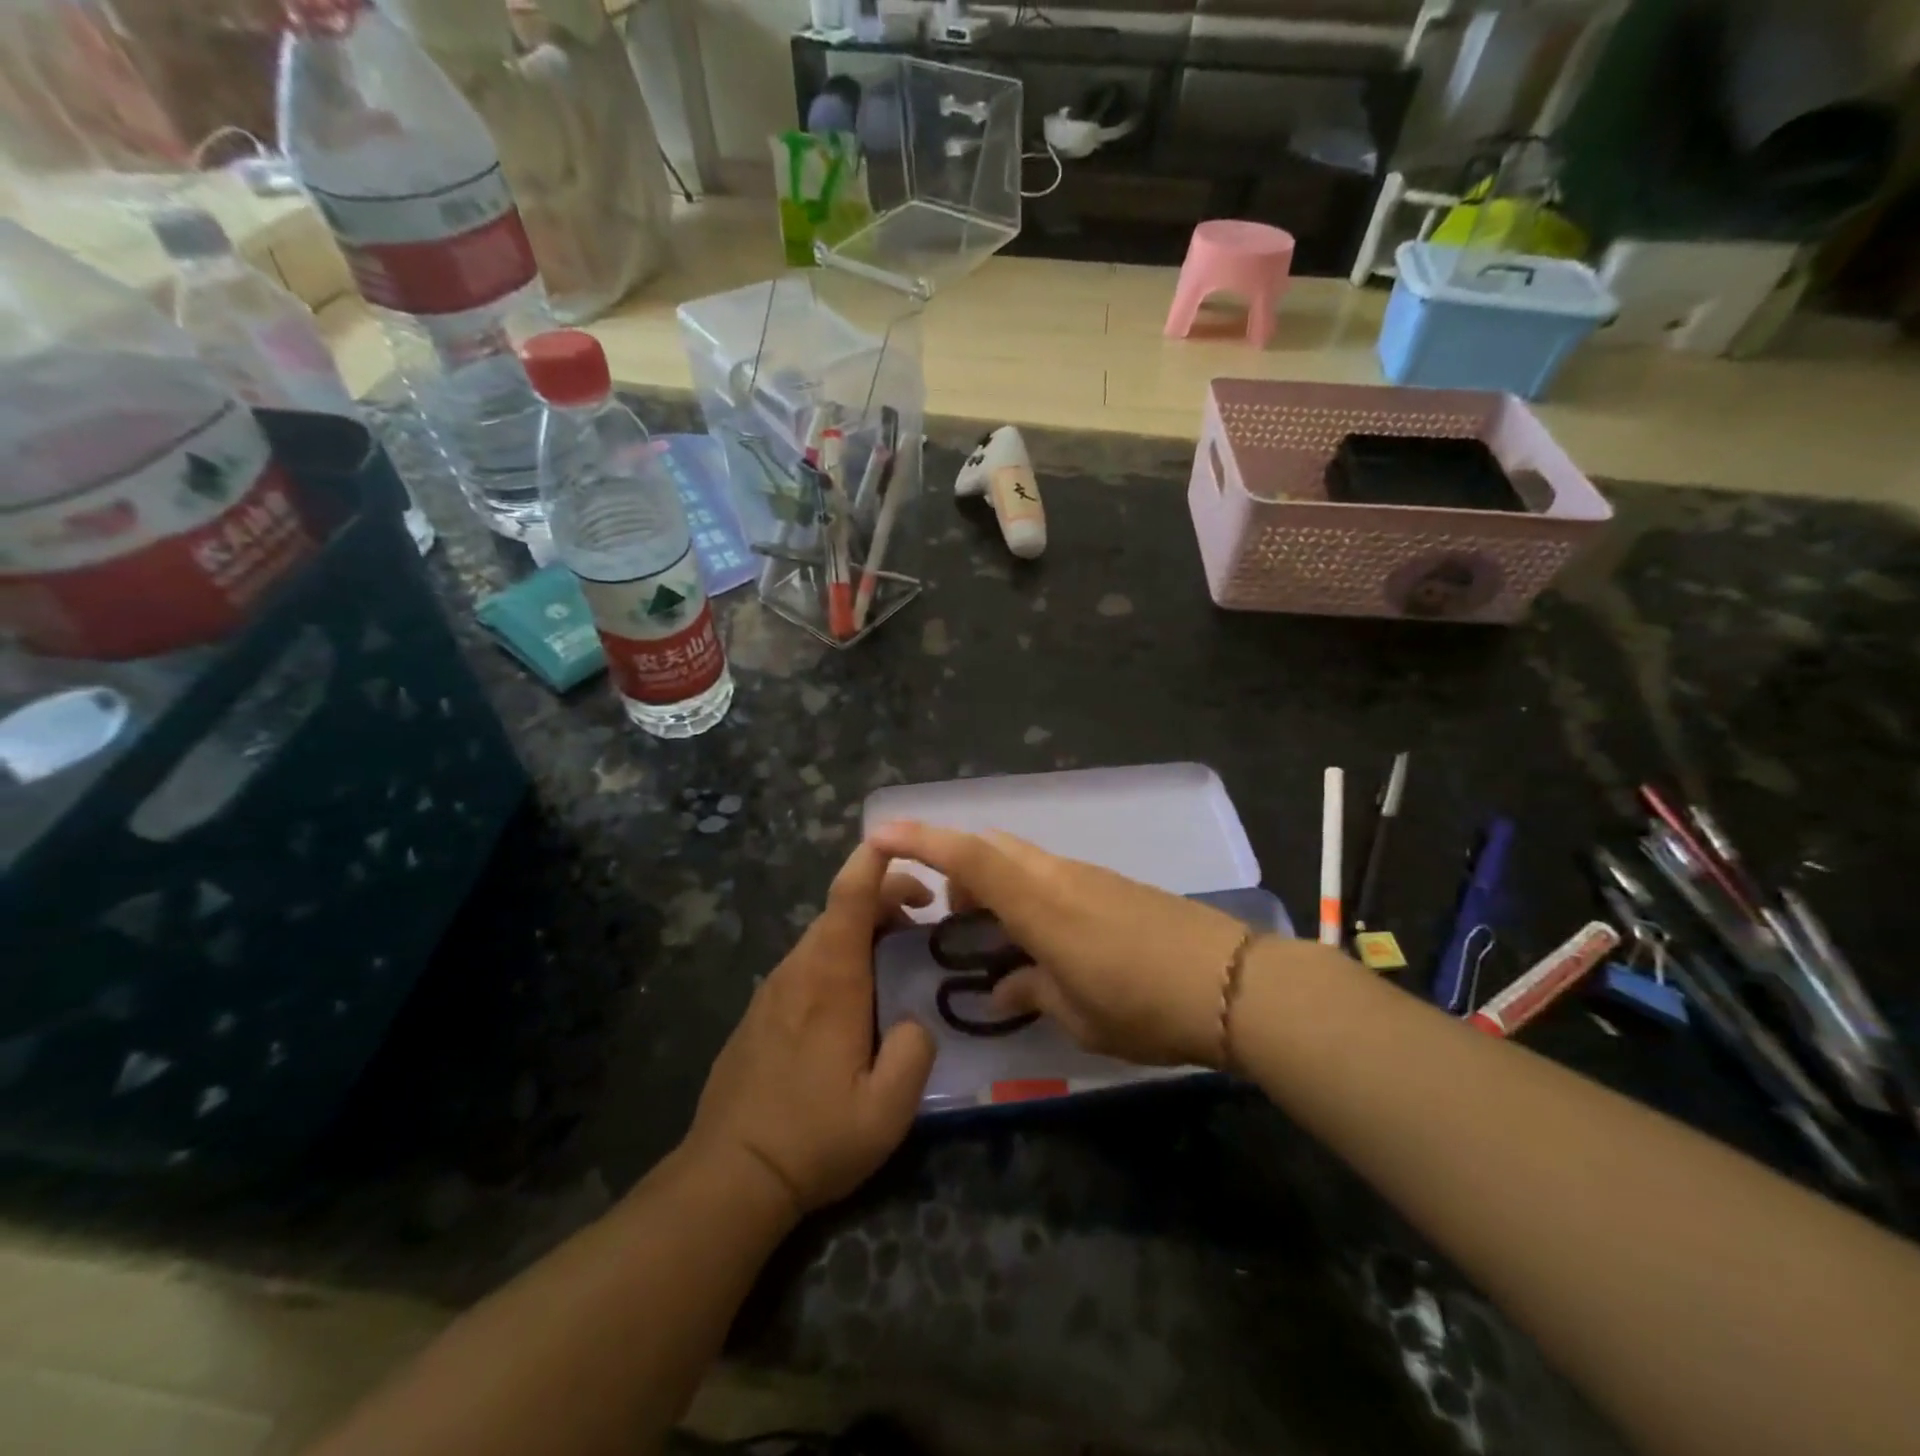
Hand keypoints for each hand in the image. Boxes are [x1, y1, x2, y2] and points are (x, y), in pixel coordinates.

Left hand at [685, 844, 936, 1216]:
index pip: (849, 897)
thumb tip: (914, 1020)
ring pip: (822, 935)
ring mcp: (773, 989)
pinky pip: (806, 962)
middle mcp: (798, 970)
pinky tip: (855, 996)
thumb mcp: (887, 1110)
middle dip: (884, 898)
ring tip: (897, 954)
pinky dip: (838, 955)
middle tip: (924, 919)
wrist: (730, 1174)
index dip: (874, 861)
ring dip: (862, 929)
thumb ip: (914, 1051)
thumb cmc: (814, 1138)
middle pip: (839, 909)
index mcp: (830, 980)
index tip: (904, 845)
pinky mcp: (761, 1010)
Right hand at [866, 821, 1254, 1066]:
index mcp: (1040, 905)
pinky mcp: (1113, 885)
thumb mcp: (1078, 1015)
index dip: (921, 840)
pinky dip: (1027, 893)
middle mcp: (1059, 876)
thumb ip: (1031, 993)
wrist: (1234, 983)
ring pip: (1022, 860)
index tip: (879, 833)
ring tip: (997, 937)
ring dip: (995, 883)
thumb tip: (1001, 988)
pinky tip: (1043, 941)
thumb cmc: (1146, 1005)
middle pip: (993, 848)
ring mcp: (1089, 876)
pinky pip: (1051, 875)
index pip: (969, 858)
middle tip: (952, 918)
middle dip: (958, 868)